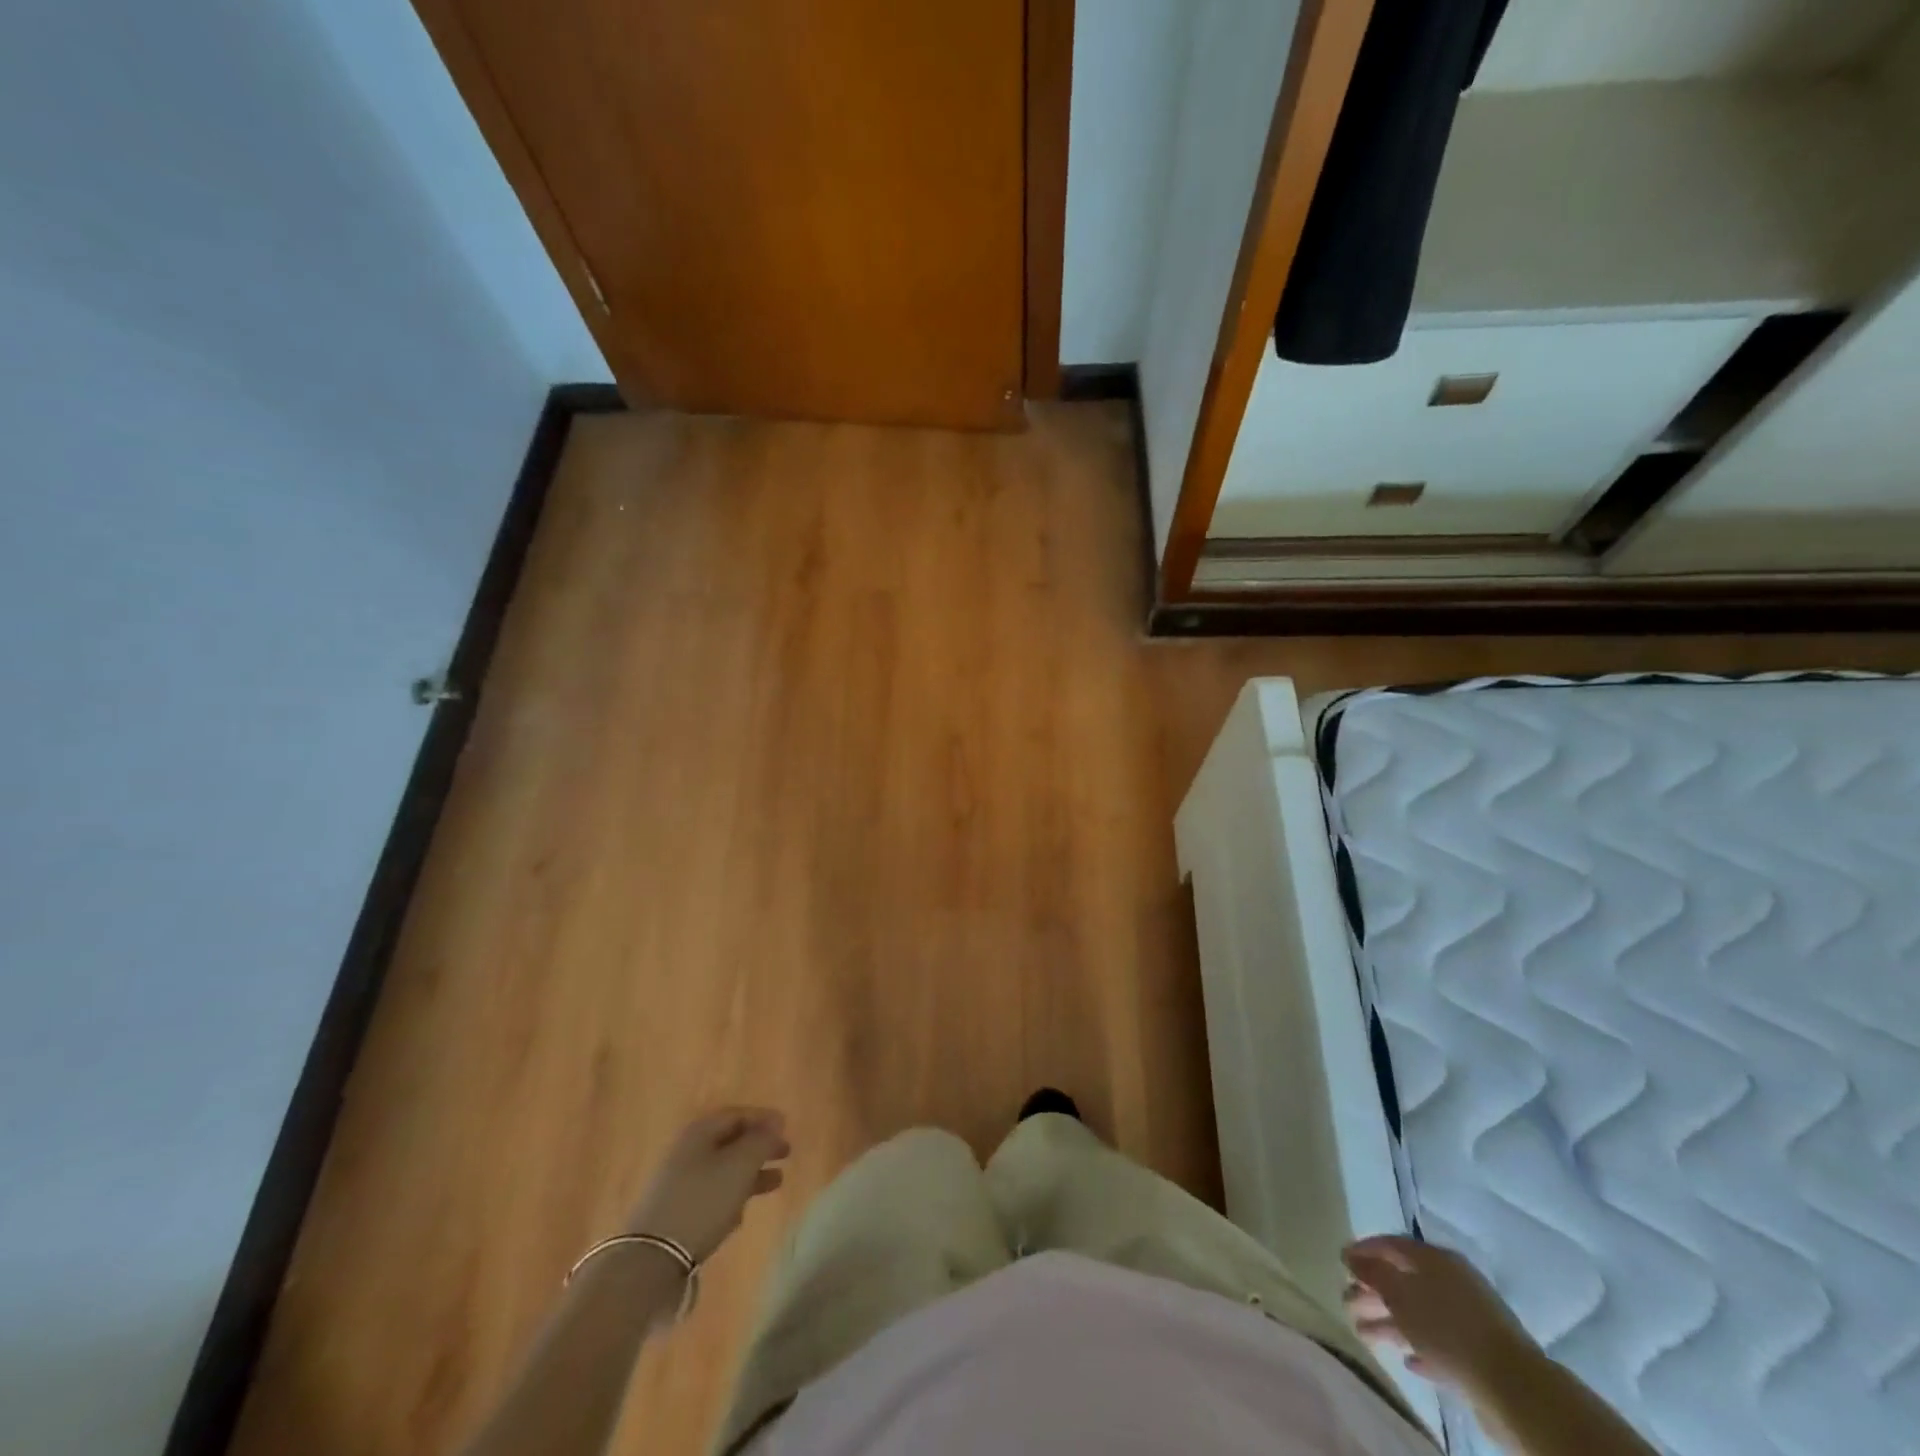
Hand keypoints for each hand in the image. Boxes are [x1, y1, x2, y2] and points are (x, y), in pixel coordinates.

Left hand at [625, 1107, 789, 1263]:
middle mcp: (687, 1151)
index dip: (764, 1118)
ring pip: (723, 1169)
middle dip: (759, 1146)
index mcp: (700, 1132)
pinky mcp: (675, 1211)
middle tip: (786, 1153)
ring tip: (776, 1182)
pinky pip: (711, 1194)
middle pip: (730, 1140)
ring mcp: (678, 1182)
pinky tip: (743, 1212)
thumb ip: (761, 1140)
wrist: (651, 1259)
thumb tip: (775, 1122)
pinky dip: (732, 1195)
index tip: (786, 1127)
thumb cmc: (702, 1201)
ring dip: (751, 1173)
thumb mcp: (740, 1165)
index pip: (737, 1114)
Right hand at [1342, 1235, 1539, 1394]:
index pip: (1392, 1244)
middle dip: (1372, 1291)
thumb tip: (1350, 1256)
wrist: (1513, 1387)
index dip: (1365, 1249)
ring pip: (1418, 1313)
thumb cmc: (1447, 1327)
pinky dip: (1419, 1347)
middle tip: (1347, 1302)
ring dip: (1389, 1322)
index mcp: (1435, 1259)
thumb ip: (1372, 1272)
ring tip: (1363, 1335)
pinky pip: (1440, 1344)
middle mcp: (1451, 1282)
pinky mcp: (1477, 1354)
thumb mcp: (1400, 1294)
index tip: (1341, 1260)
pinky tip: (1406, 1359)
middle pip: (1404, 1280)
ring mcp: (1467, 1319)